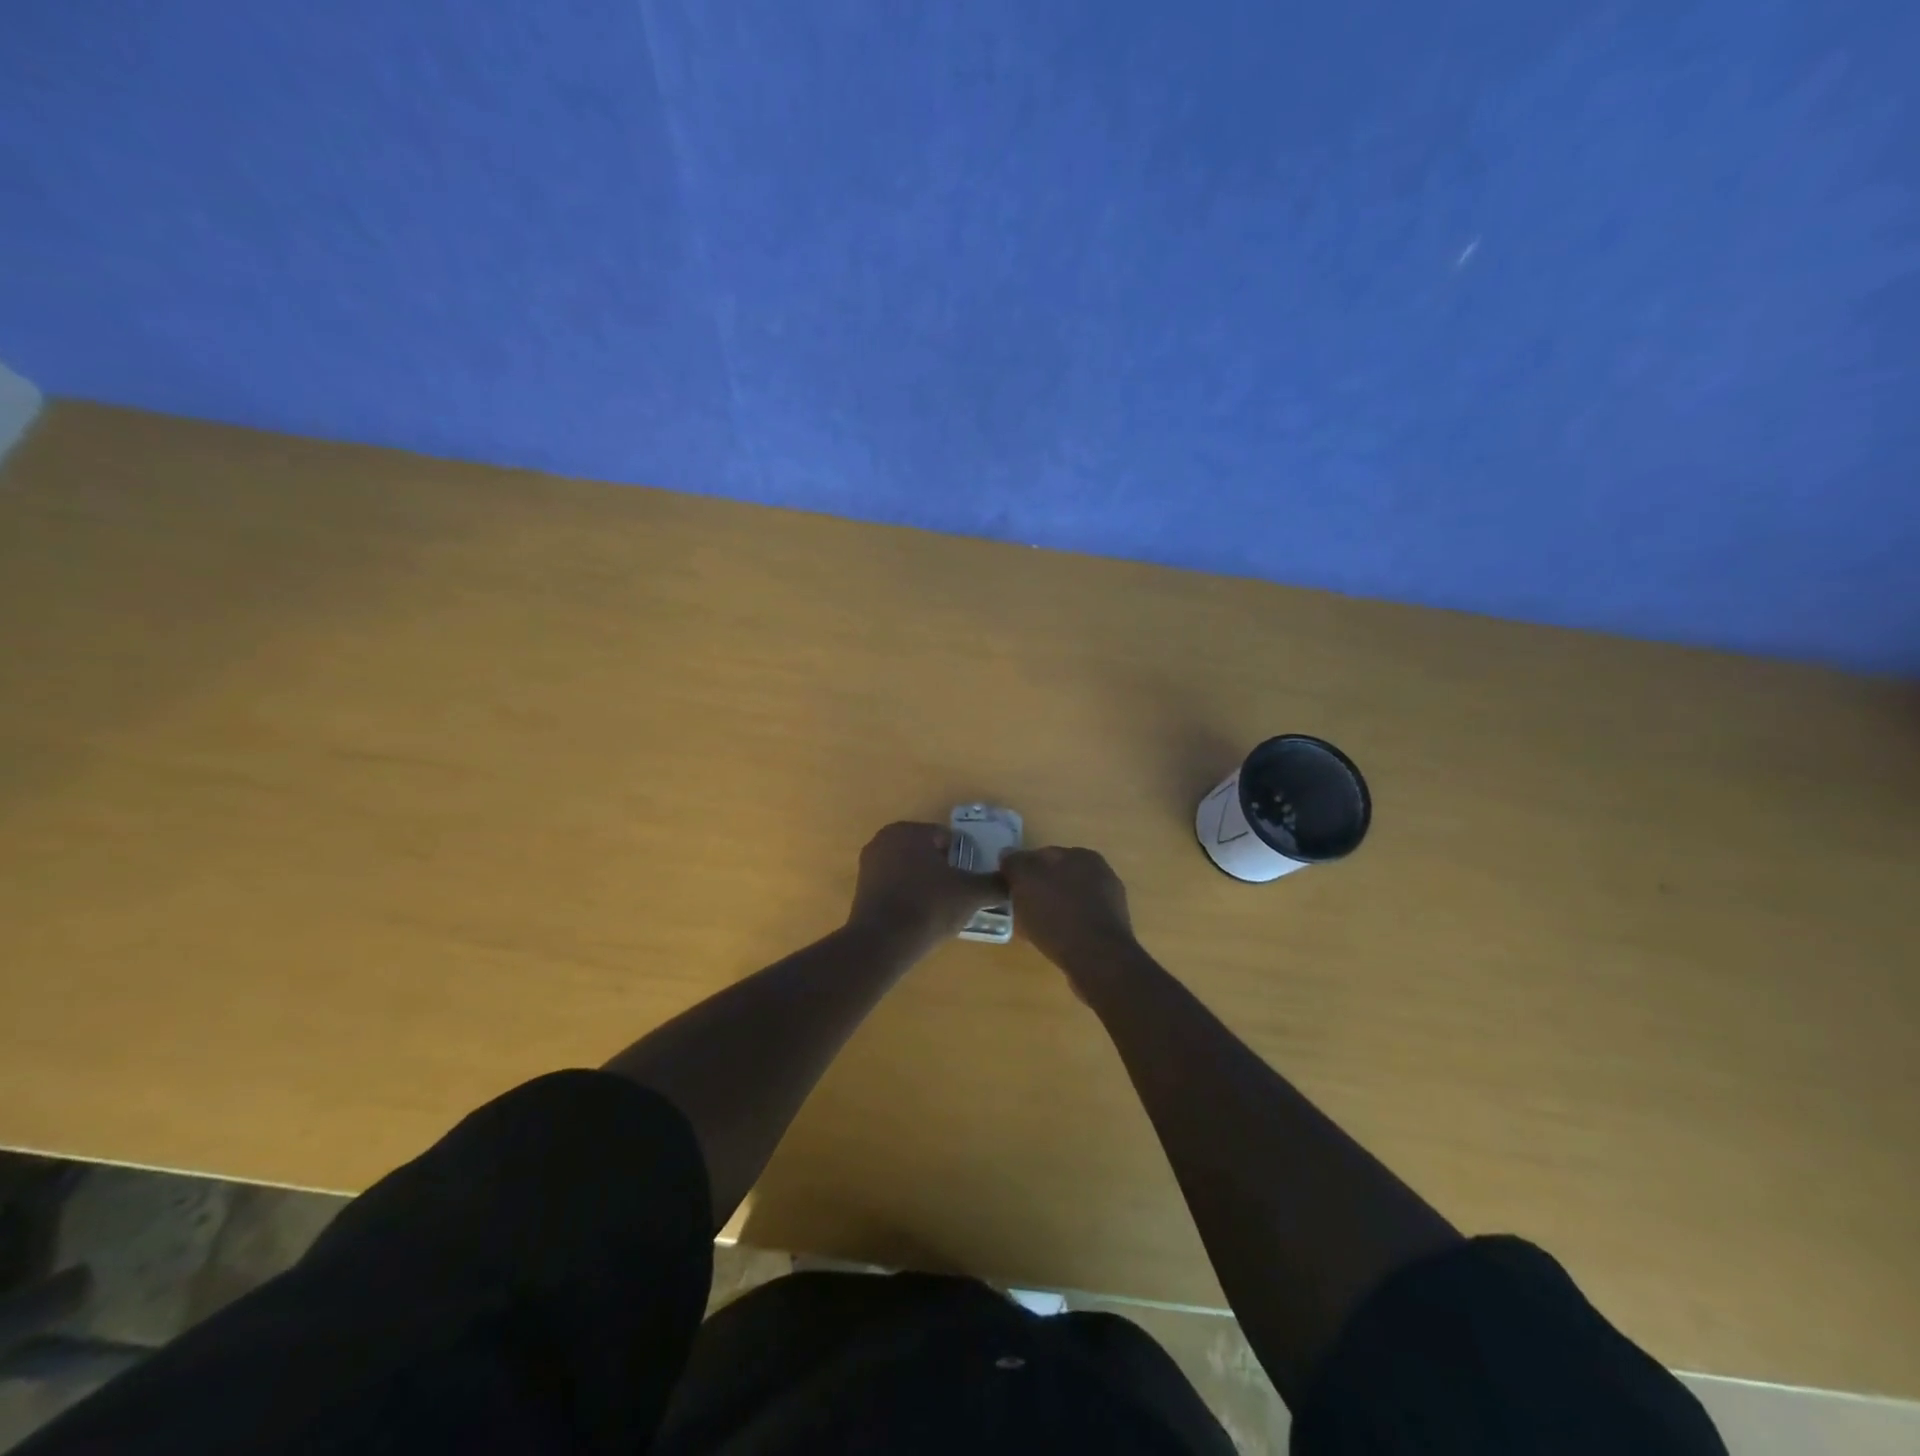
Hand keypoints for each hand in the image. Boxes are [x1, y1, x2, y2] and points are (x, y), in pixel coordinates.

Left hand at [846, 821, 1005, 954]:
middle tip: (957, 897)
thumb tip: (1012, 880)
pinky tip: (918, 917)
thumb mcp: (971, 894)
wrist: (882, 943)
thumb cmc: (929, 907)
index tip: (969, 883)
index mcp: (910, 830)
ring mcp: (869, 863)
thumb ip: (995, 884)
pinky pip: (894, 885)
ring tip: (939, 910)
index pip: (948, 838)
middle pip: (927, 852)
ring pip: (910, 869)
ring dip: (925, 883)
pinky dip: (907, 895)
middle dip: (943, 871)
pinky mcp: (861, 887)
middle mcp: (885, 839)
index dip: (963, 860)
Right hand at [1001, 845, 1136, 981]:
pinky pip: (1079, 922)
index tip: (1009, 888)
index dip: (1023, 870)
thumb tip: (1007, 854)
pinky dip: (1065, 927)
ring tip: (1033, 928)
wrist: (1098, 959)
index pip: (1044, 855)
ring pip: (1069, 900)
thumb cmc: (1058, 914)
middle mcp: (1101, 873)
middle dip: (1038, 890)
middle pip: (1058, 878)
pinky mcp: (1111, 929)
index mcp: (1083, 855)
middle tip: (1019, 908)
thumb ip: (1015, 863)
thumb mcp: (1025, 881)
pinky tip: (1052, 941)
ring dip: (1052, 909)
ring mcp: (1110, 902)